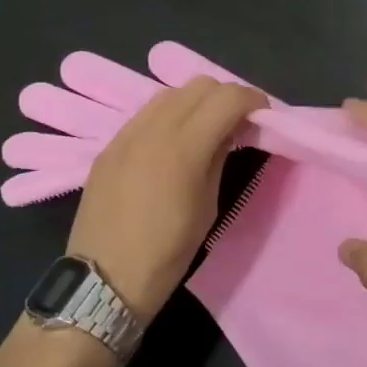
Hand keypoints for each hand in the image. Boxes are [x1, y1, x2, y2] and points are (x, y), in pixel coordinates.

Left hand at [66, 76, 264, 320]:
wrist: (103, 281)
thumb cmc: (167, 254)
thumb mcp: (208, 207)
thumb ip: (219, 158)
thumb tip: (230, 132)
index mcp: (183, 147)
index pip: (227, 98)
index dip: (253, 100)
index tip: (263, 116)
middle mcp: (153, 129)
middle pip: (200, 85)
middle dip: (227, 97)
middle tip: (238, 122)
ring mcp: (126, 134)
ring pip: (171, 92)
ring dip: (197, 101)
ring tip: (206, 128)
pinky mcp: (109, 145)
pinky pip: (146, 113)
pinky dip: (170, 115)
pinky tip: (174, 141)